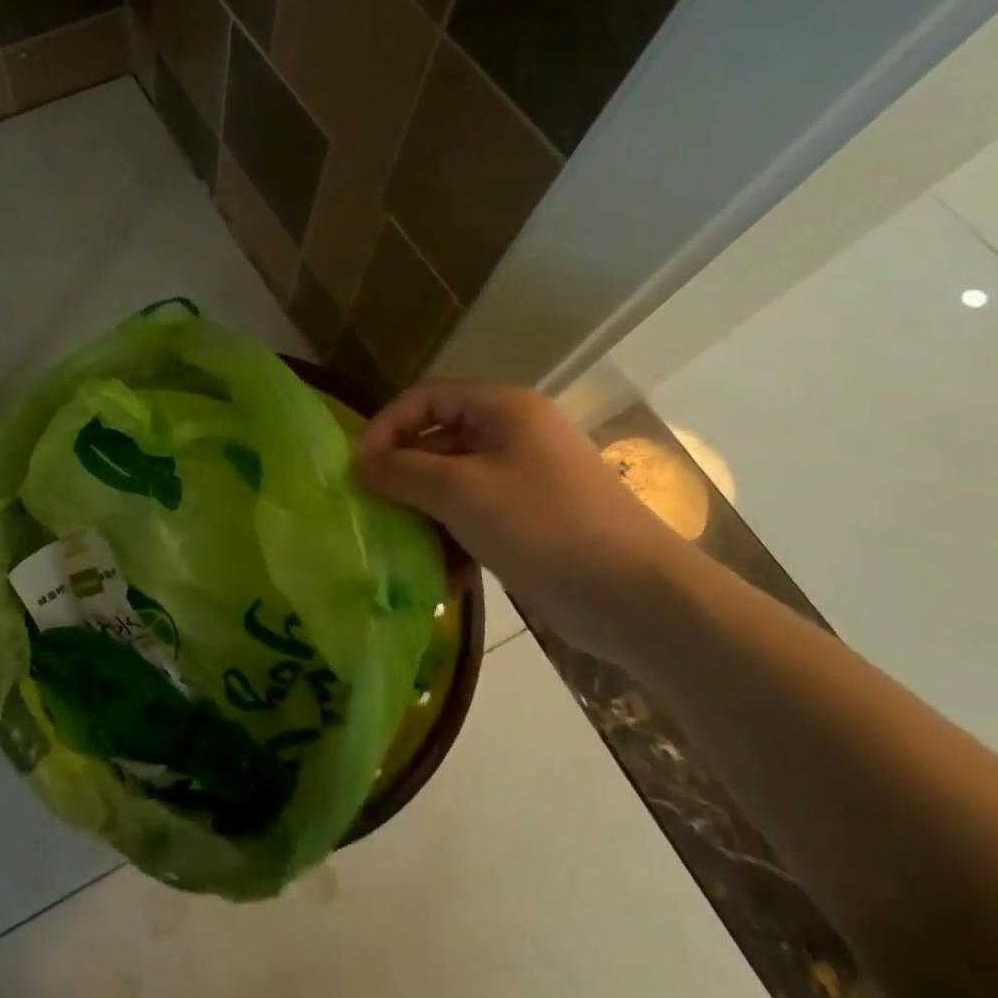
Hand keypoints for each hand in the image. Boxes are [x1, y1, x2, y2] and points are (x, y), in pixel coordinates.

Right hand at [355, 381, 691, 664]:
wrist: (638, 598)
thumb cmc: (544, 525)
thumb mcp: (461, 492)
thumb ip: (402, 472)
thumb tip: (360, 464)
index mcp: (502, 409)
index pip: (426, 398)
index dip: (388, 426)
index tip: (360, 467)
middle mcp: (513, 435)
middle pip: (438, 441)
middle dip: (403, 476)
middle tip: (374, 509)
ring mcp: (524, 479)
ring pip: (453, 483)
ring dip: (425, 513)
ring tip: (405, 547)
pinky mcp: (531, 521)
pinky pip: (476, 516)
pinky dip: (454, 539)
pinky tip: (445, 577)